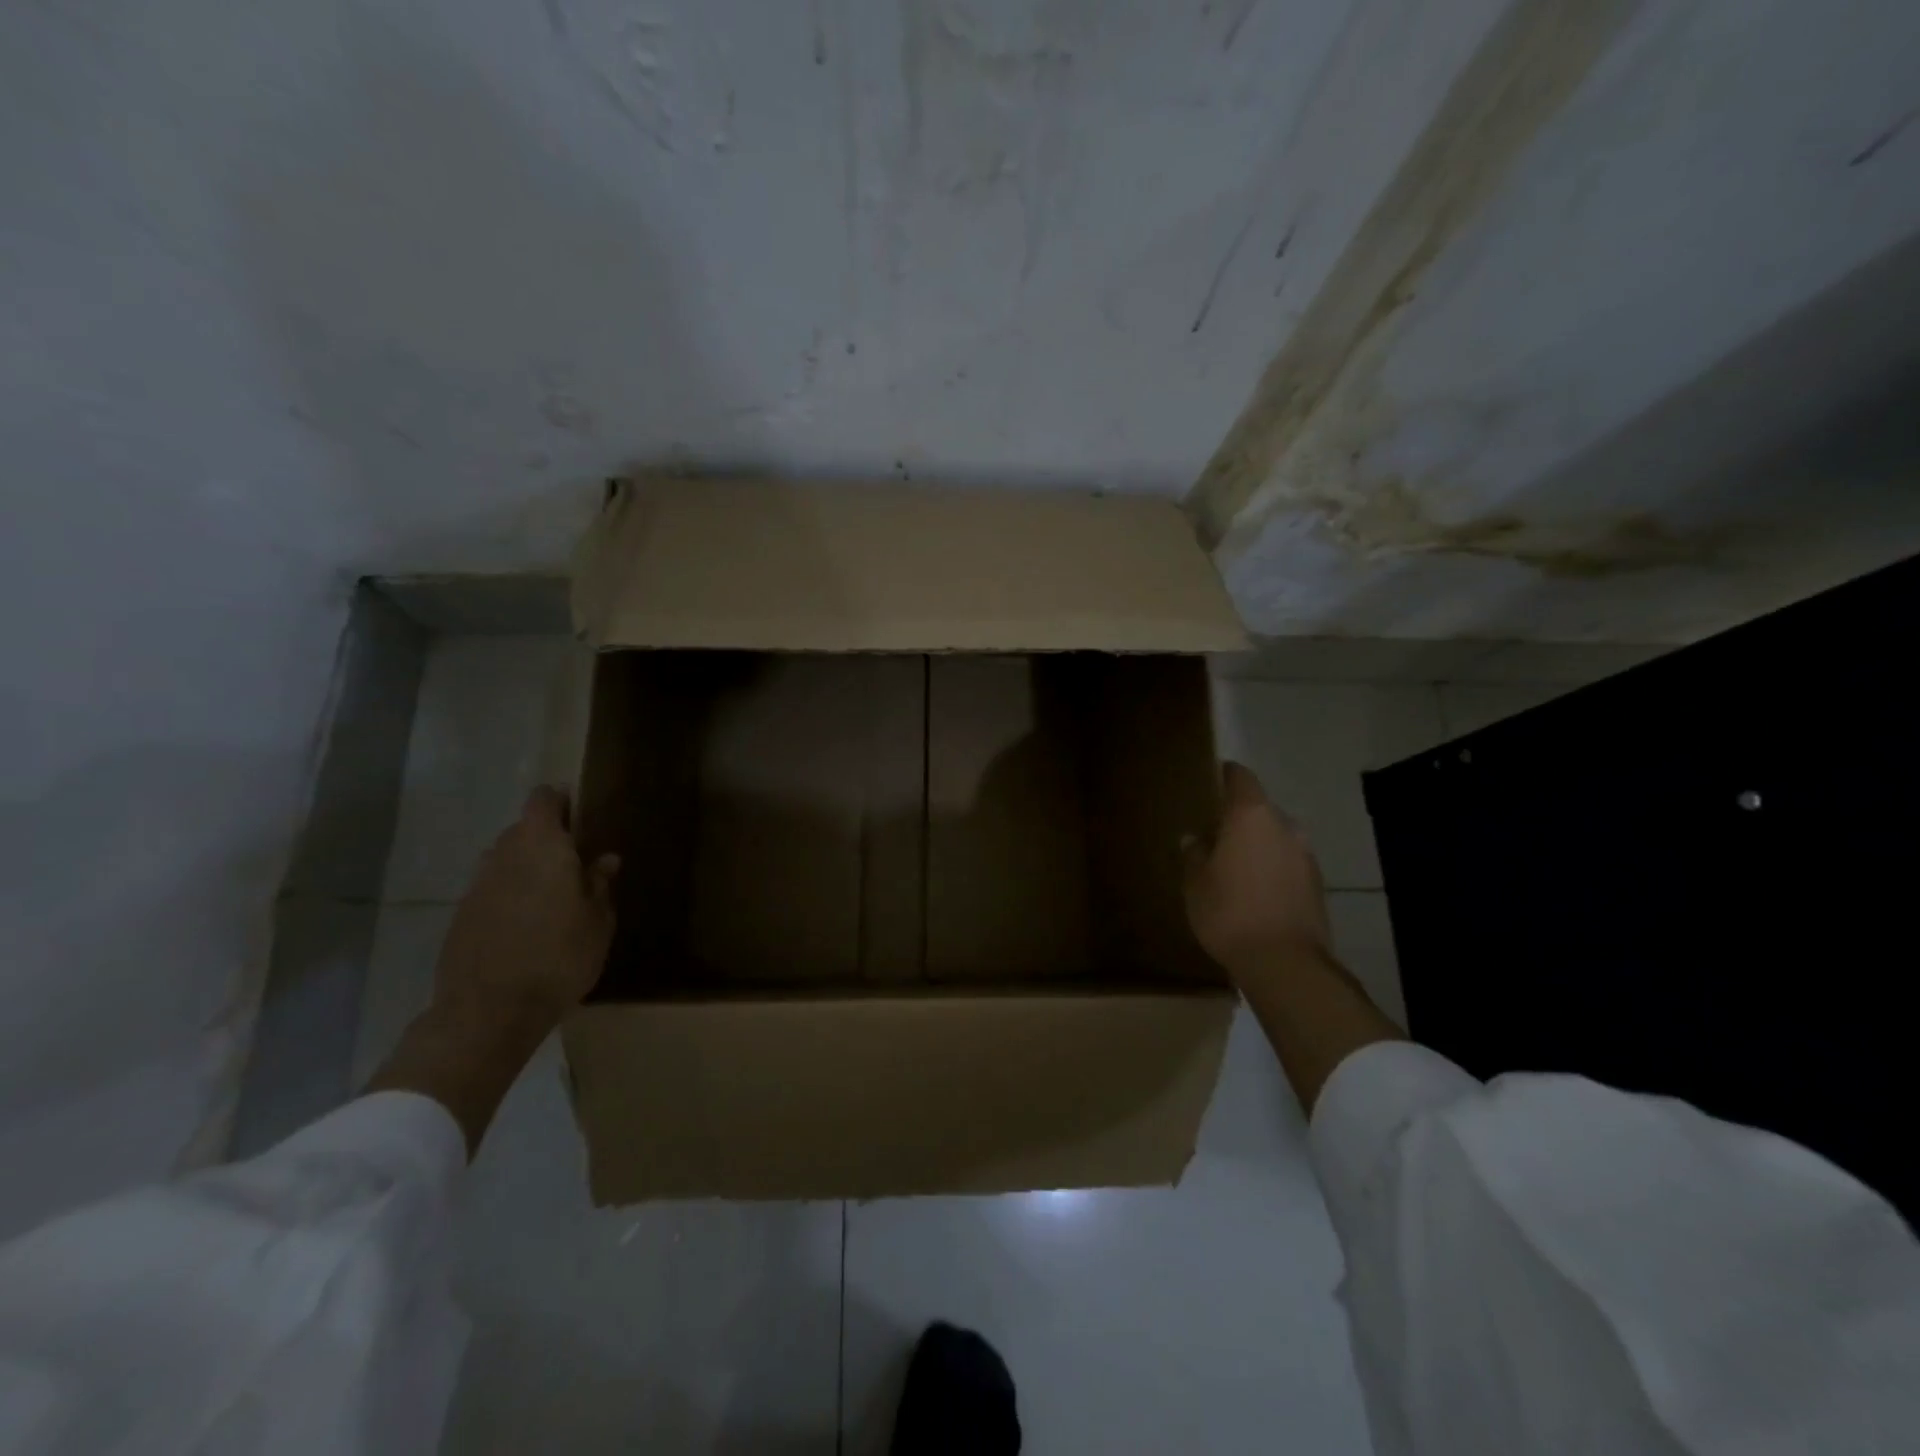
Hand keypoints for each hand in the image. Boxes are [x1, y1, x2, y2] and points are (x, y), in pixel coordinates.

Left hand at [433, 786, 619, 1024]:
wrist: (489, 1012)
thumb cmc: (559, 957)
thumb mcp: (598, 922)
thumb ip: (599, 884)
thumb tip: (604, 859)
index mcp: (542, 847)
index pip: (543, 800)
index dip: (561, 801)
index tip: (581, 815)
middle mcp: (504, 855)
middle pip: (522, 830)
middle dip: (547, 839)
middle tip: (575, 864)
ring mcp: (476, 886)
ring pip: (504, 861)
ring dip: (525, 868)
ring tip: (550, 897)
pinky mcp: (460, 916)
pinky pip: (490, 890)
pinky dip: (508, 896)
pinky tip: (525, 926)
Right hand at [1182, 762, 1329, 977]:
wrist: (1285, 964)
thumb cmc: (1230, 912)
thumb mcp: (1196, 883)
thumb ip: (1194, 854)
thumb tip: (1194, 838)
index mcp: (1251, 816)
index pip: (1240, 777)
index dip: (1225, 775)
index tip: (1210, 779)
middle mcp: (1284, 826)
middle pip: (1259, 809)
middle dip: (1239, 819)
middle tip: (1215, 835)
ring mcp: (1306, 855)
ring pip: (1276, 837)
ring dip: (1257, 845)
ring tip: (1234, 867)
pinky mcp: (1317, 884)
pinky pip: (1287, 863)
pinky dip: (1272, 868)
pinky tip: (1254, 891)